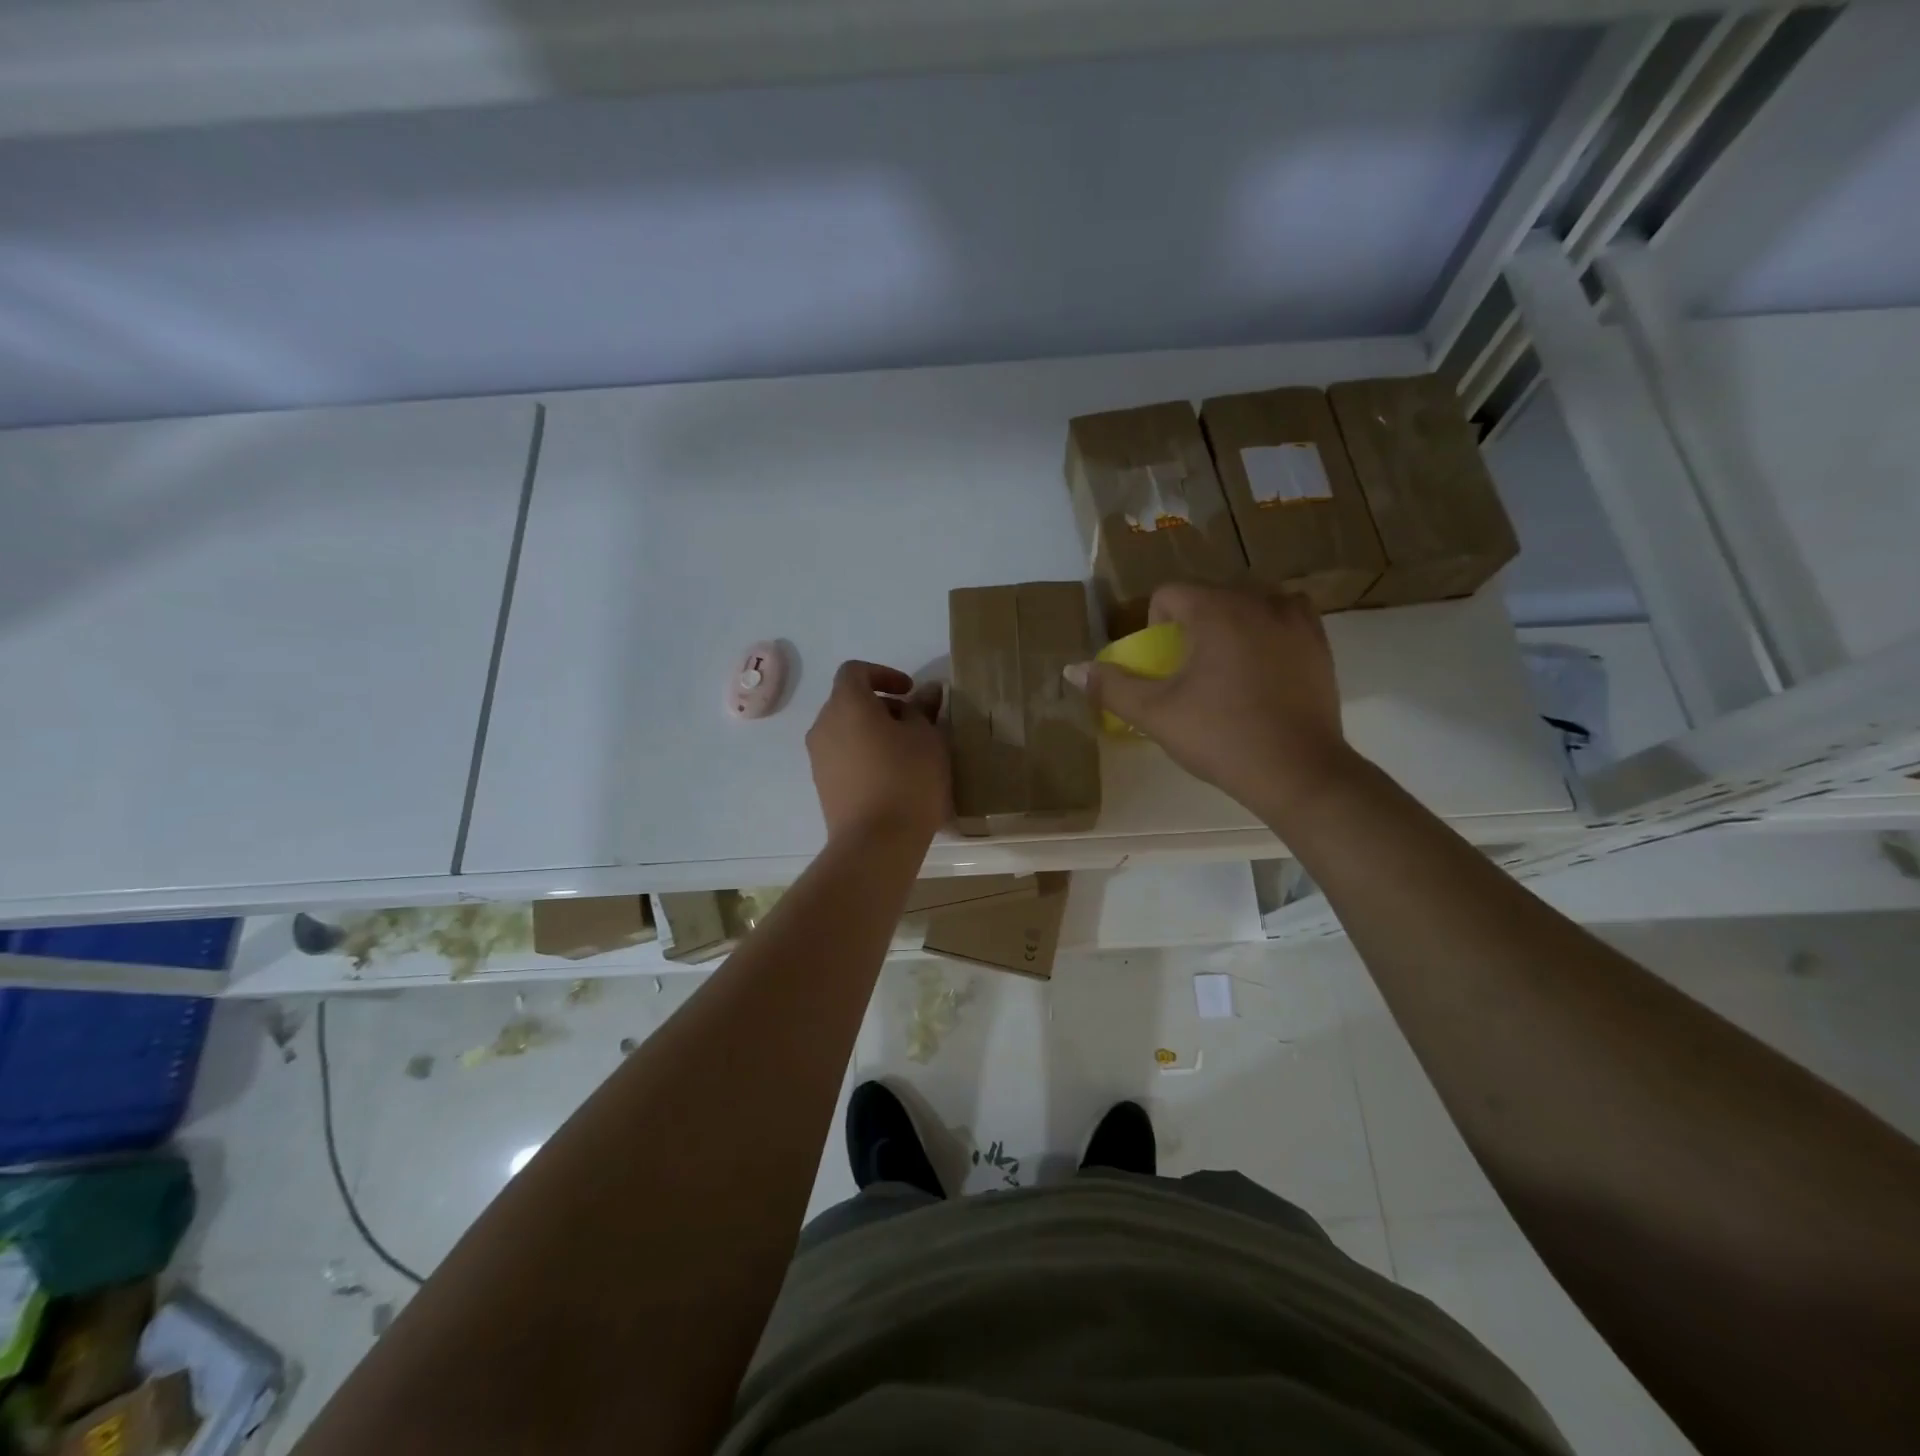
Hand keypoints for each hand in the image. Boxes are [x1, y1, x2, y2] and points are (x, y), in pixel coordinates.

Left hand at [806, 661, 950, 843]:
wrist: (875, 843)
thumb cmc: (907, 779)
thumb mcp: (928, 738)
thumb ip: (924, 708)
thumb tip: (928, 690)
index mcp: (846, 704)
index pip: (855, 671)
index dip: (883, 674)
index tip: (910, 692)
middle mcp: (823, 725)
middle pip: (849, 702)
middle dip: (881, 706)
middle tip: (915, 725)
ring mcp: (818, 758)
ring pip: (846, 731)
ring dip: (873, 733)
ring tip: (907, 754)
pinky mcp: (823, 786)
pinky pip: (843, 758)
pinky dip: (864, 756)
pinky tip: (892, 779)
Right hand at [1067, 585, 1354, 822]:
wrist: (1297, 772)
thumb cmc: (1221, 738)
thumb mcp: (1156, 715)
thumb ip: (1111, 687)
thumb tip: (1073, 670)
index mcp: (1216, 610)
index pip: (1169, 594)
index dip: (1154, 627)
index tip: (1162, 667)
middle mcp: (1258, 601)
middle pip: (1208, 596)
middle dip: (1192, 626)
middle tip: (1190, 673)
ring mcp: (1295, 619)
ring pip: (1248, 603)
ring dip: (1230, 624)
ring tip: (1227, 668)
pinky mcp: (1319, 642)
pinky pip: (1284, 617)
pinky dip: (1266, 631)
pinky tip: (1262, 667)